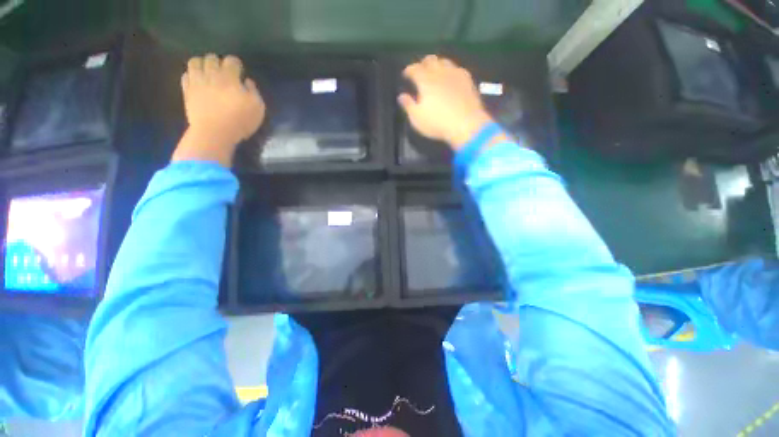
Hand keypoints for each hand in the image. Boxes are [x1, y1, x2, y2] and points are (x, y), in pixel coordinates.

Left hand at [173, 54, 265, 166]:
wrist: (215, 132)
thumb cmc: (240, 120)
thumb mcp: (257, 108)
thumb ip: (254, 92)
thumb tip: (247, 81)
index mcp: (230, 77)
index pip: (232, 60)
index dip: (236, 64)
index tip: (239, 71)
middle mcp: (211, 74)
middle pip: (212, 58)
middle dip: (218, 62)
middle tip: (223, 71)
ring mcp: (197, 82)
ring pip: (195, 62)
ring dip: (202, 64)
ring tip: (207, 72)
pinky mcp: (187, 91)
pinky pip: (186, 75)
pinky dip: (191, 75)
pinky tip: (197, 81)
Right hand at [398, 55, 493, 149]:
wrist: (466, 124)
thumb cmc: (437, 123)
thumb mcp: (417, 118)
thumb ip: (408, 105)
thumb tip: (401, 96)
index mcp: (425, 80)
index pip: (414, 69)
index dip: (408, 70)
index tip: (405, 74)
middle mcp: (440, 72)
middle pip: (430, 60)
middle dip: (423, 63)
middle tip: (420, 71)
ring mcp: (455, 74)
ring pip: (445, 61)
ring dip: (437, 64)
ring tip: (435, 72)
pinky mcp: (467, 80)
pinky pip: (457, 69)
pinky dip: (450, 71)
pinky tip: (451, 77)